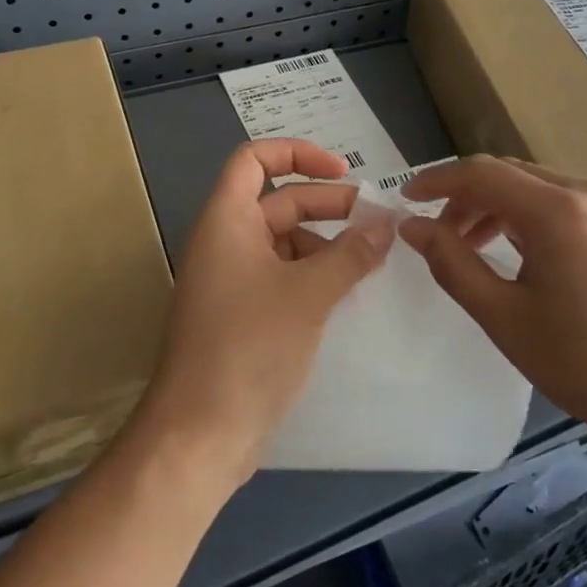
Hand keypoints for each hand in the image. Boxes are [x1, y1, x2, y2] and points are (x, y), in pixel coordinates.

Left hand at [135, 140, 394, 487]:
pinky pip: (283, 276)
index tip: (343, 172)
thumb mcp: (308, 294)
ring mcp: (233, 280)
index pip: (254, 159)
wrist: (200, 433)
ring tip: (369, 262)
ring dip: (326, 244)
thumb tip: (386, 224)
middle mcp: (225, 241)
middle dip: (327, 205)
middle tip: (376, 222)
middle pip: (278, 201)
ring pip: (284, 242)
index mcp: (227, 220)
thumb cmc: (249, 347)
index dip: (298, 153)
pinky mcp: (243, 314)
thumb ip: (350, 254)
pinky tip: (347, 293)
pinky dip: (315, 275)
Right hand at [399, 156, 586, 459]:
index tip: (407, 198)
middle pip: (515, 175)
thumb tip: (412, 226)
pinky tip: (543, 263)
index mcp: (559, 211)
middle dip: (470, 197)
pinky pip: (582, 209)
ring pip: (548, 190)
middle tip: (443, 235)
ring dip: (506, 209)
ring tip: (485, 250)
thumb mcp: (505, 319)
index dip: (437, 181)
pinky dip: (545, 221)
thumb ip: (451, 264)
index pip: (482, 174)